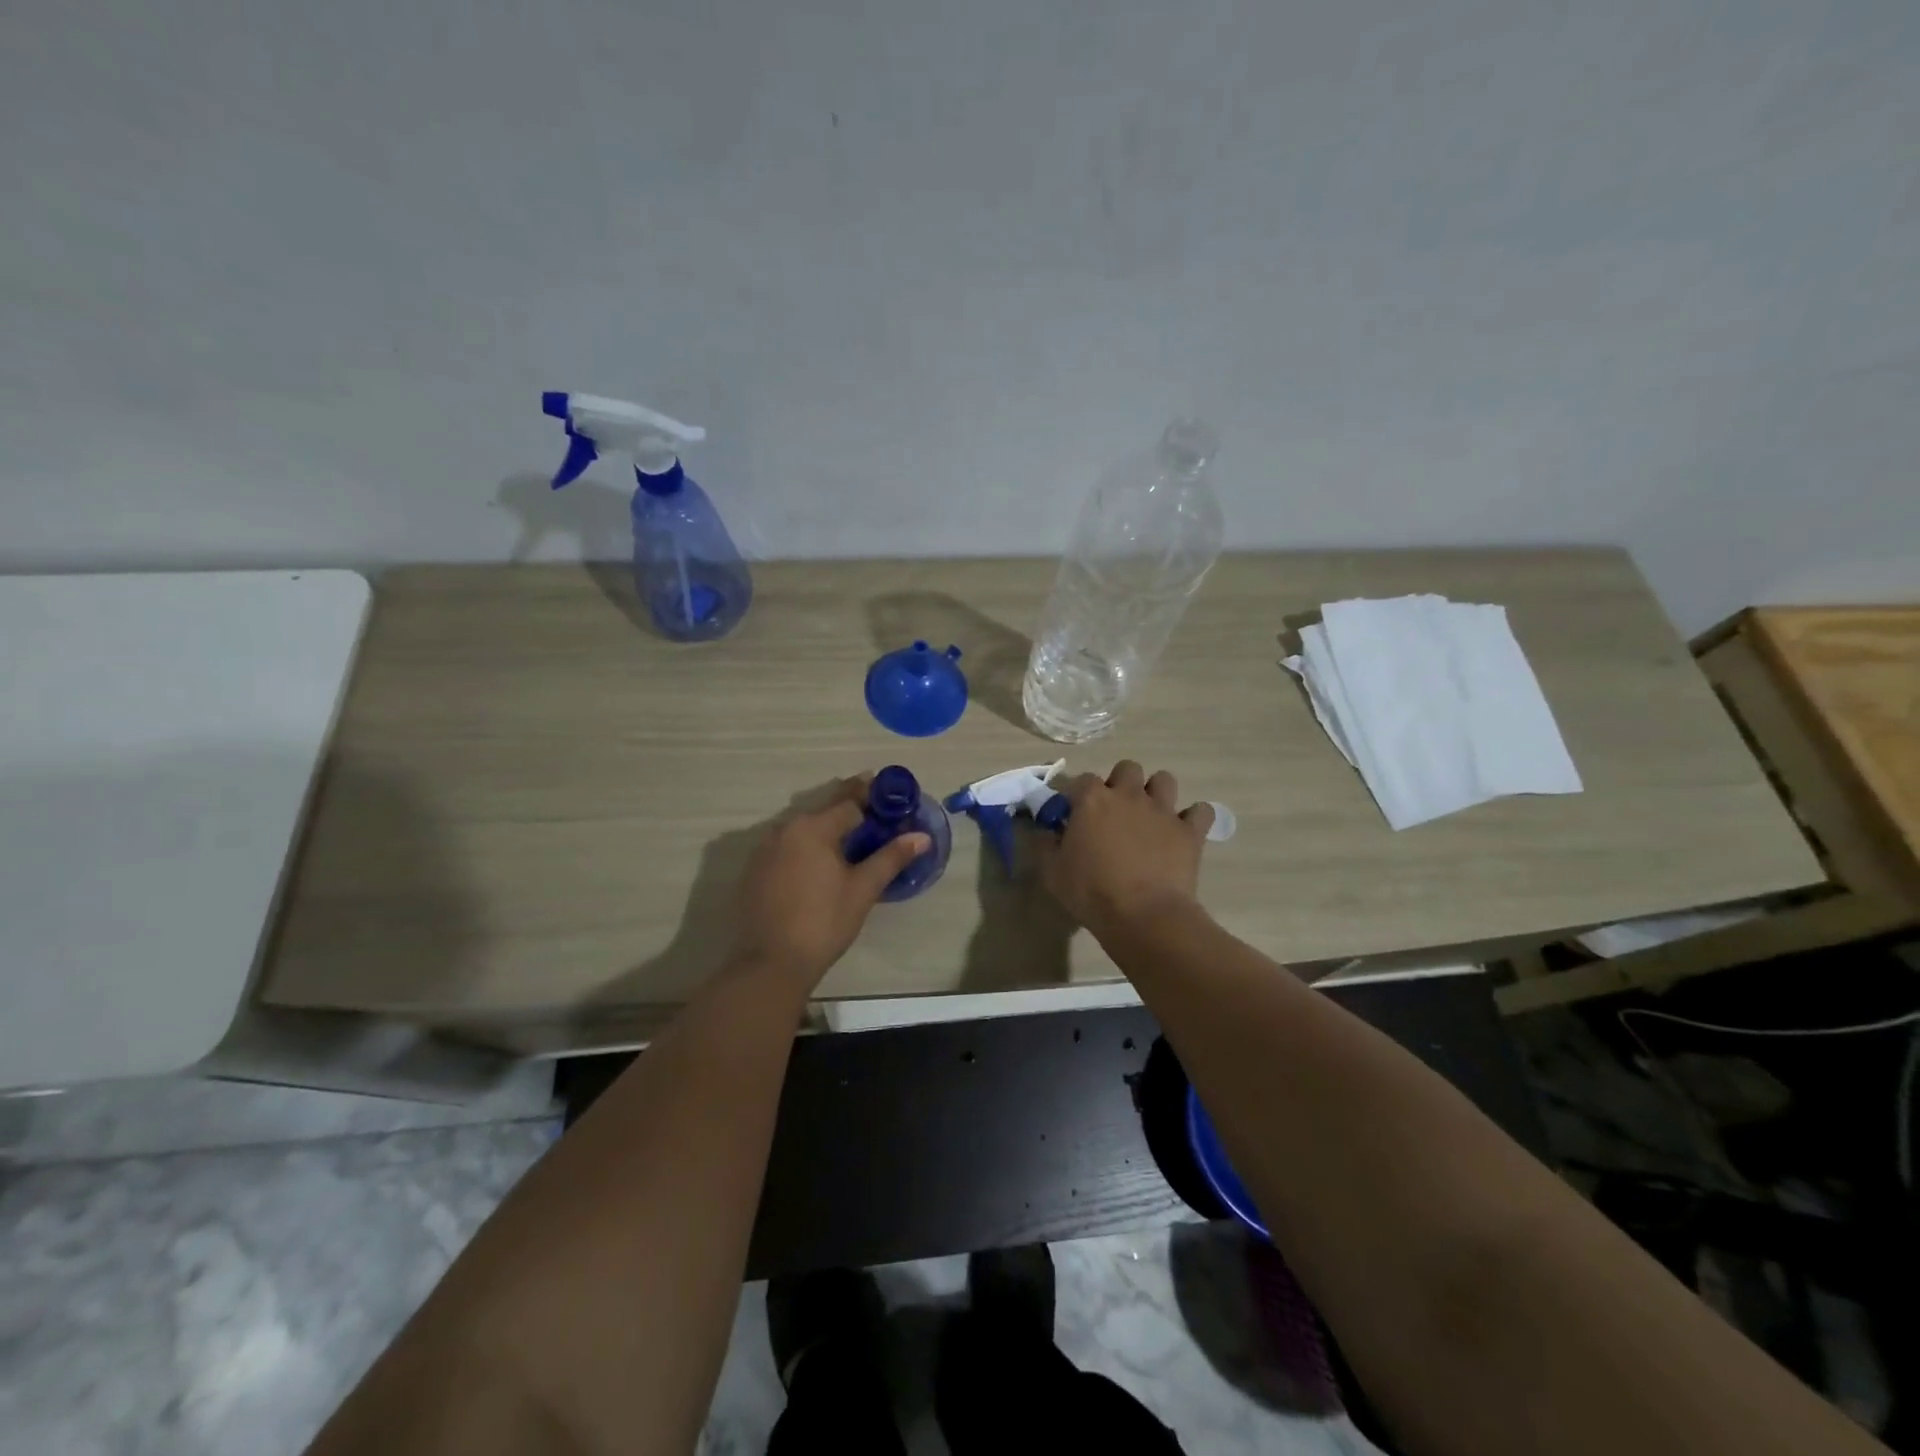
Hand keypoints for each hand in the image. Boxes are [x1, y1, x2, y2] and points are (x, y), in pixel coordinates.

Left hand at [729, 775, 931, 992]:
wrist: (769, 963)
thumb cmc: (823, 922)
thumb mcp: (862, 889)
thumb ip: (891, 857)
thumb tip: (921, 836)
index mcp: (813, 828)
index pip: (848, 800)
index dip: (871, 794)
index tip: (888, 789)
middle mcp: (785, 829)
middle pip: (823, 809)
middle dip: (849, 805)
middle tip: (874, 809)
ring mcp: (764, 849)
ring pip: (803, 828)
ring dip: (826, 826)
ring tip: (851, 834)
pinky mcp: (755, 870)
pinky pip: (787, 846)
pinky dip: (806, 845)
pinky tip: (820, 861)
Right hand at [1038, 761, 1212, 938]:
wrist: (1144, 916)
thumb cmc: (1091, 893)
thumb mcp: (1051, 872)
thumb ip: (1044, 843)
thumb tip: (1042, 829)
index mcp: (1093, 800)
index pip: (1082, 780)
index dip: (1078, 796)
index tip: (1074, 816)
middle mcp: (1129, 795)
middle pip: (1127, 768)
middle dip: (1121, 784)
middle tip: (1114, 812)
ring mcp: (1163, 811)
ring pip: (1164, 780)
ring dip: (1156, 793)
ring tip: (1149, 816)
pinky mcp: (1190, 831)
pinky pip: (1201, 811)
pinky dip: (1194, 818)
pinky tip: (1184, 833)